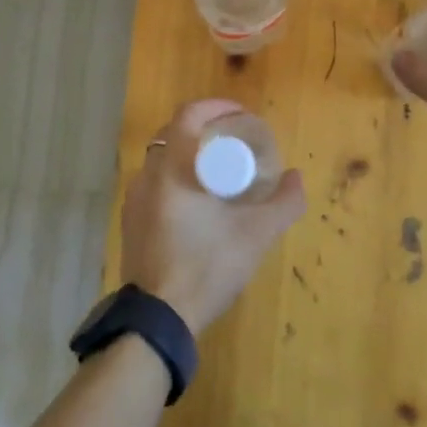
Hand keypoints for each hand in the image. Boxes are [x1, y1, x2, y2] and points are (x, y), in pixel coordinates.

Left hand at [120, 99, 305, 334]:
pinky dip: (178, 180)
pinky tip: (199, 204)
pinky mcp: (131, 222)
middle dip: (206, 131)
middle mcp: (146, 175)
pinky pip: (156, 185)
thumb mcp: (256, 234)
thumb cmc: (207, 266)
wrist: (158, 319)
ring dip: (191, 157)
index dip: (217, 107)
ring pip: (163, 161)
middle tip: (236, 143)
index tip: (242, 116)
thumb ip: (284, 202)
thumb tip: (296, 177)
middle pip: (175, 134)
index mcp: (171, 167)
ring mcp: (134, 200)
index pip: (189, 114)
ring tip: (221, 173)